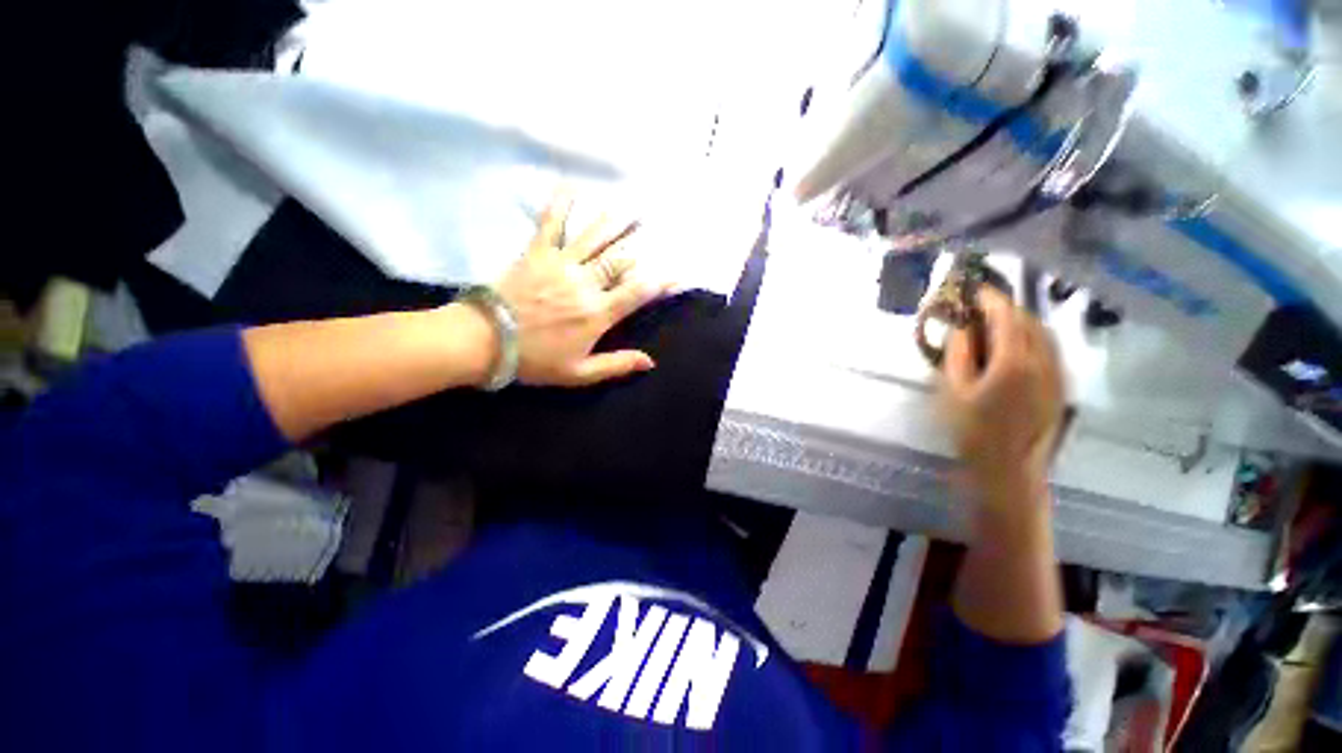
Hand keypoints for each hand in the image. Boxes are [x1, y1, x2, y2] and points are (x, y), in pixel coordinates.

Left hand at [494, 191, 668, 386]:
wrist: (487, 341)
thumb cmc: (537, 359)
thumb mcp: (580, 372)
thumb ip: (617, 364)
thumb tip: (650, 361)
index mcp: (597, 313)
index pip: (637, 293)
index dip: (659, 283)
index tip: (676, 274)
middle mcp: (585, 284)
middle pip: (618, 260)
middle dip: (638, 244)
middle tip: (653, 227)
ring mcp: (561, 264)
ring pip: (594, 239)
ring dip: (613, 222)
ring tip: (629, 207)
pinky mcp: (537, 253)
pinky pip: (551, 224)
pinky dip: (561, 205)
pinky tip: (571, 185)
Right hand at [939, 288, 1064, 497]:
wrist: (1008, 471)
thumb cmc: (971, 431)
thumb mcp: (953, 391)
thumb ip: (957, 354)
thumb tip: (960, 326)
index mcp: (1014, 361)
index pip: (1005, 315)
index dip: (989, 298)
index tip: (972, 288)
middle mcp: (1044, 362)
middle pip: (1029, 320)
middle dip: (1004, 307)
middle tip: (979, 307)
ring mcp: (1058, 375)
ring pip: (1044, 334)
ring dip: (1020, 321)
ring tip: (995, 323)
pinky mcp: (1061, 388)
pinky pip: (1051, 350)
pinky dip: (1032, 338)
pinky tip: (1015, 347)